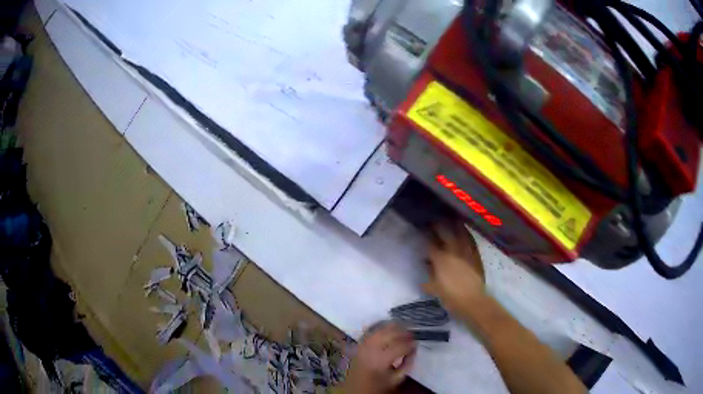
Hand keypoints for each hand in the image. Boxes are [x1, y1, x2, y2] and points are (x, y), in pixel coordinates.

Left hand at [344, 322, 415, 393]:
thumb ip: (407, 364)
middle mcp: (371, 349)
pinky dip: (382, 327)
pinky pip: (372, 330)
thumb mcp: (396, 379)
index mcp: (381, 360)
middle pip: (390, 333)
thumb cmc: (378, 384)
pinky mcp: (359, 343)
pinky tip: (389, 329)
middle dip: (403, 332)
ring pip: (380, 329)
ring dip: (394, 327)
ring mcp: (363, 344)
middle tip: (412, 335)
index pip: (400, 346)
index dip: (411, 344)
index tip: (416, 344)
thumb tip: (414, 350)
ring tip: (403, 330)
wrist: (356, 387)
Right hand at [424, 222, 485, 313]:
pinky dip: (468, 235)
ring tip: (452, 219)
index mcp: (440, 259)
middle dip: (439, 226)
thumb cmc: (451, 297)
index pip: (431, 244)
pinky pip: (471, 242)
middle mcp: (453, 252)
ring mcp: (466, 253)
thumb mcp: (435, 289)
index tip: (422, 229)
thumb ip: (429, 277)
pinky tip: (466, 232)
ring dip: (456, 226)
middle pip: (445, 233)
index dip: (426, 236)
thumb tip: (426, 267)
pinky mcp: (476, 256)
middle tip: (434, 220)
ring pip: (461, 234)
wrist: (473, 301)